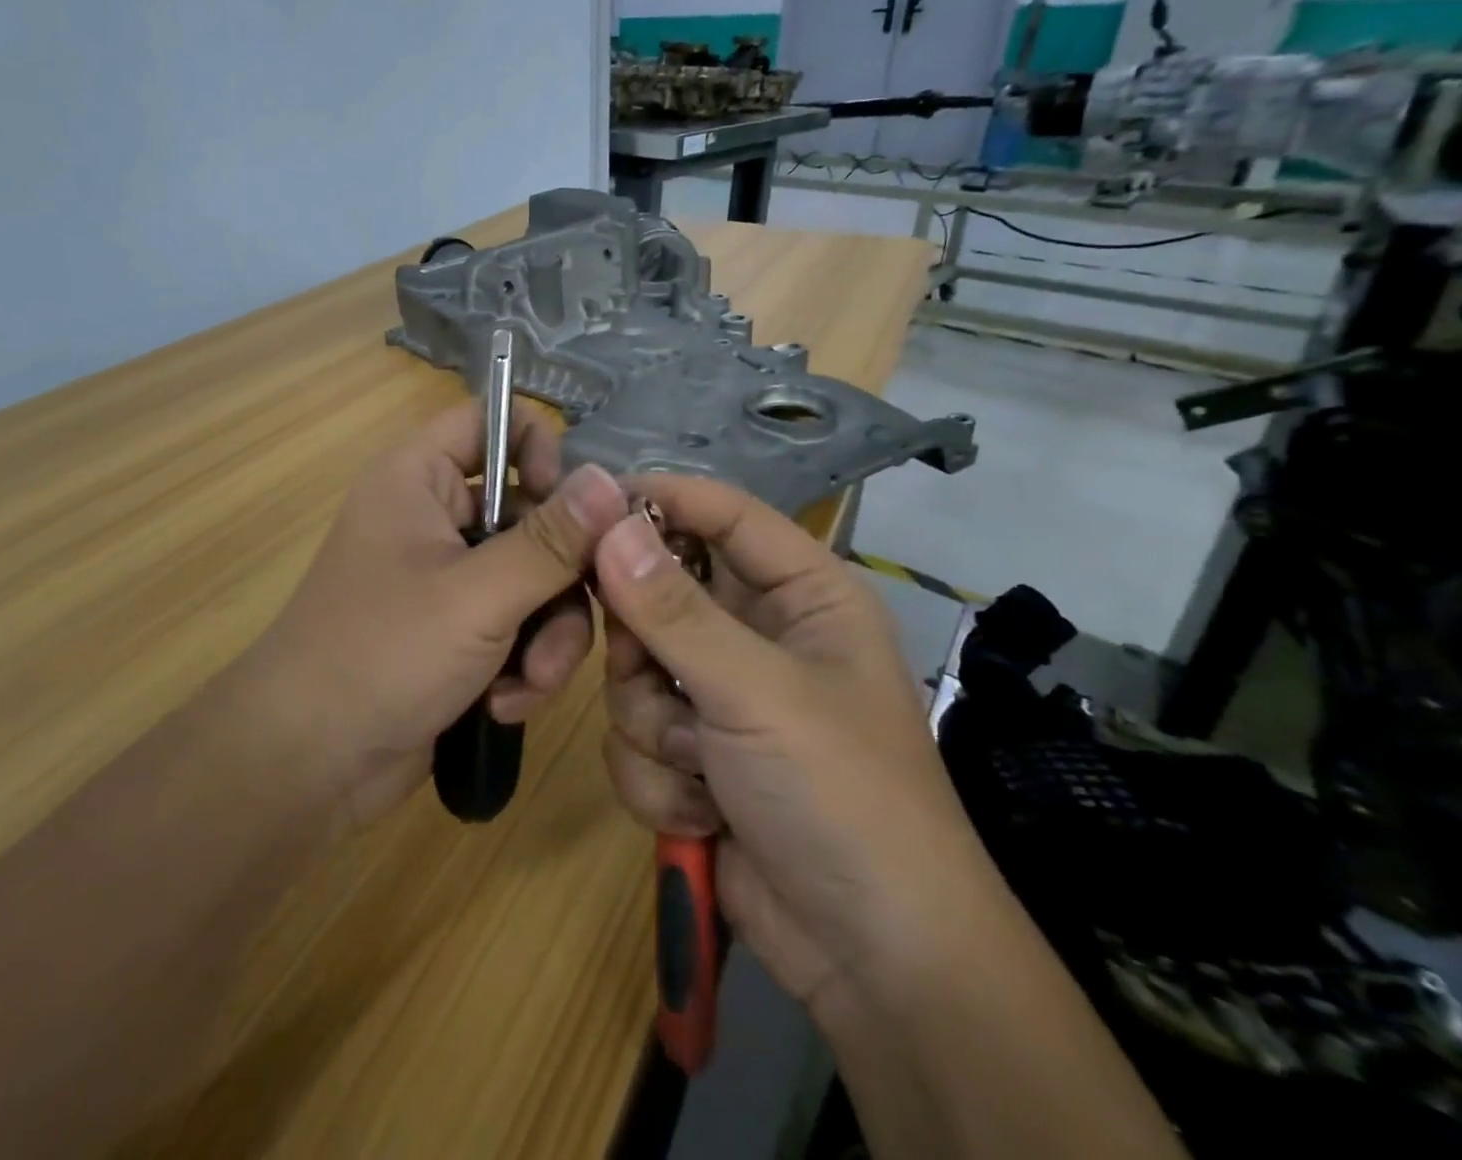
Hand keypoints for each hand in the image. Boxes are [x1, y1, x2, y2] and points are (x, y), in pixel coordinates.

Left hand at [246, 401, 629, 830]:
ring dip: (546, 634)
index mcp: (420, 478)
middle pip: (532, 512)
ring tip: (531, 683)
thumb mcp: (478, 595)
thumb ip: (551, 540)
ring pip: (534, 577)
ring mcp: (448, 577)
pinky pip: (517, 624)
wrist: (306, 764)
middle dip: (558, 577)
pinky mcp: (458, 631)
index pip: (493, 422)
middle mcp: (436, 517)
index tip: (571, 510)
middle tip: (568, 623)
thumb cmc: (382, 655)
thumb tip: (612, 481)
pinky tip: (505, 703)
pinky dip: (522, 662)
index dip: (540, 452)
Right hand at [593, 476, 1000, 1022]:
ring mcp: (721, 697)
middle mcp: (758, 634)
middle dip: (644, 644)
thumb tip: (608, 526)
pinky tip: (702, 814)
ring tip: (698, 766)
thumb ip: (674, 610)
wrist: (871, 962)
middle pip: (660, 592)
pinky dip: (658, 776)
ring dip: (654, 725)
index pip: (725, 514)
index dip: (662, 500)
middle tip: (644, 669)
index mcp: (803, 595)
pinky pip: (635, 733)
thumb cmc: (840, 796)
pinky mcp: (693, 754)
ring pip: (635, 671)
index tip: (590, 504)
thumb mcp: (757, 692)